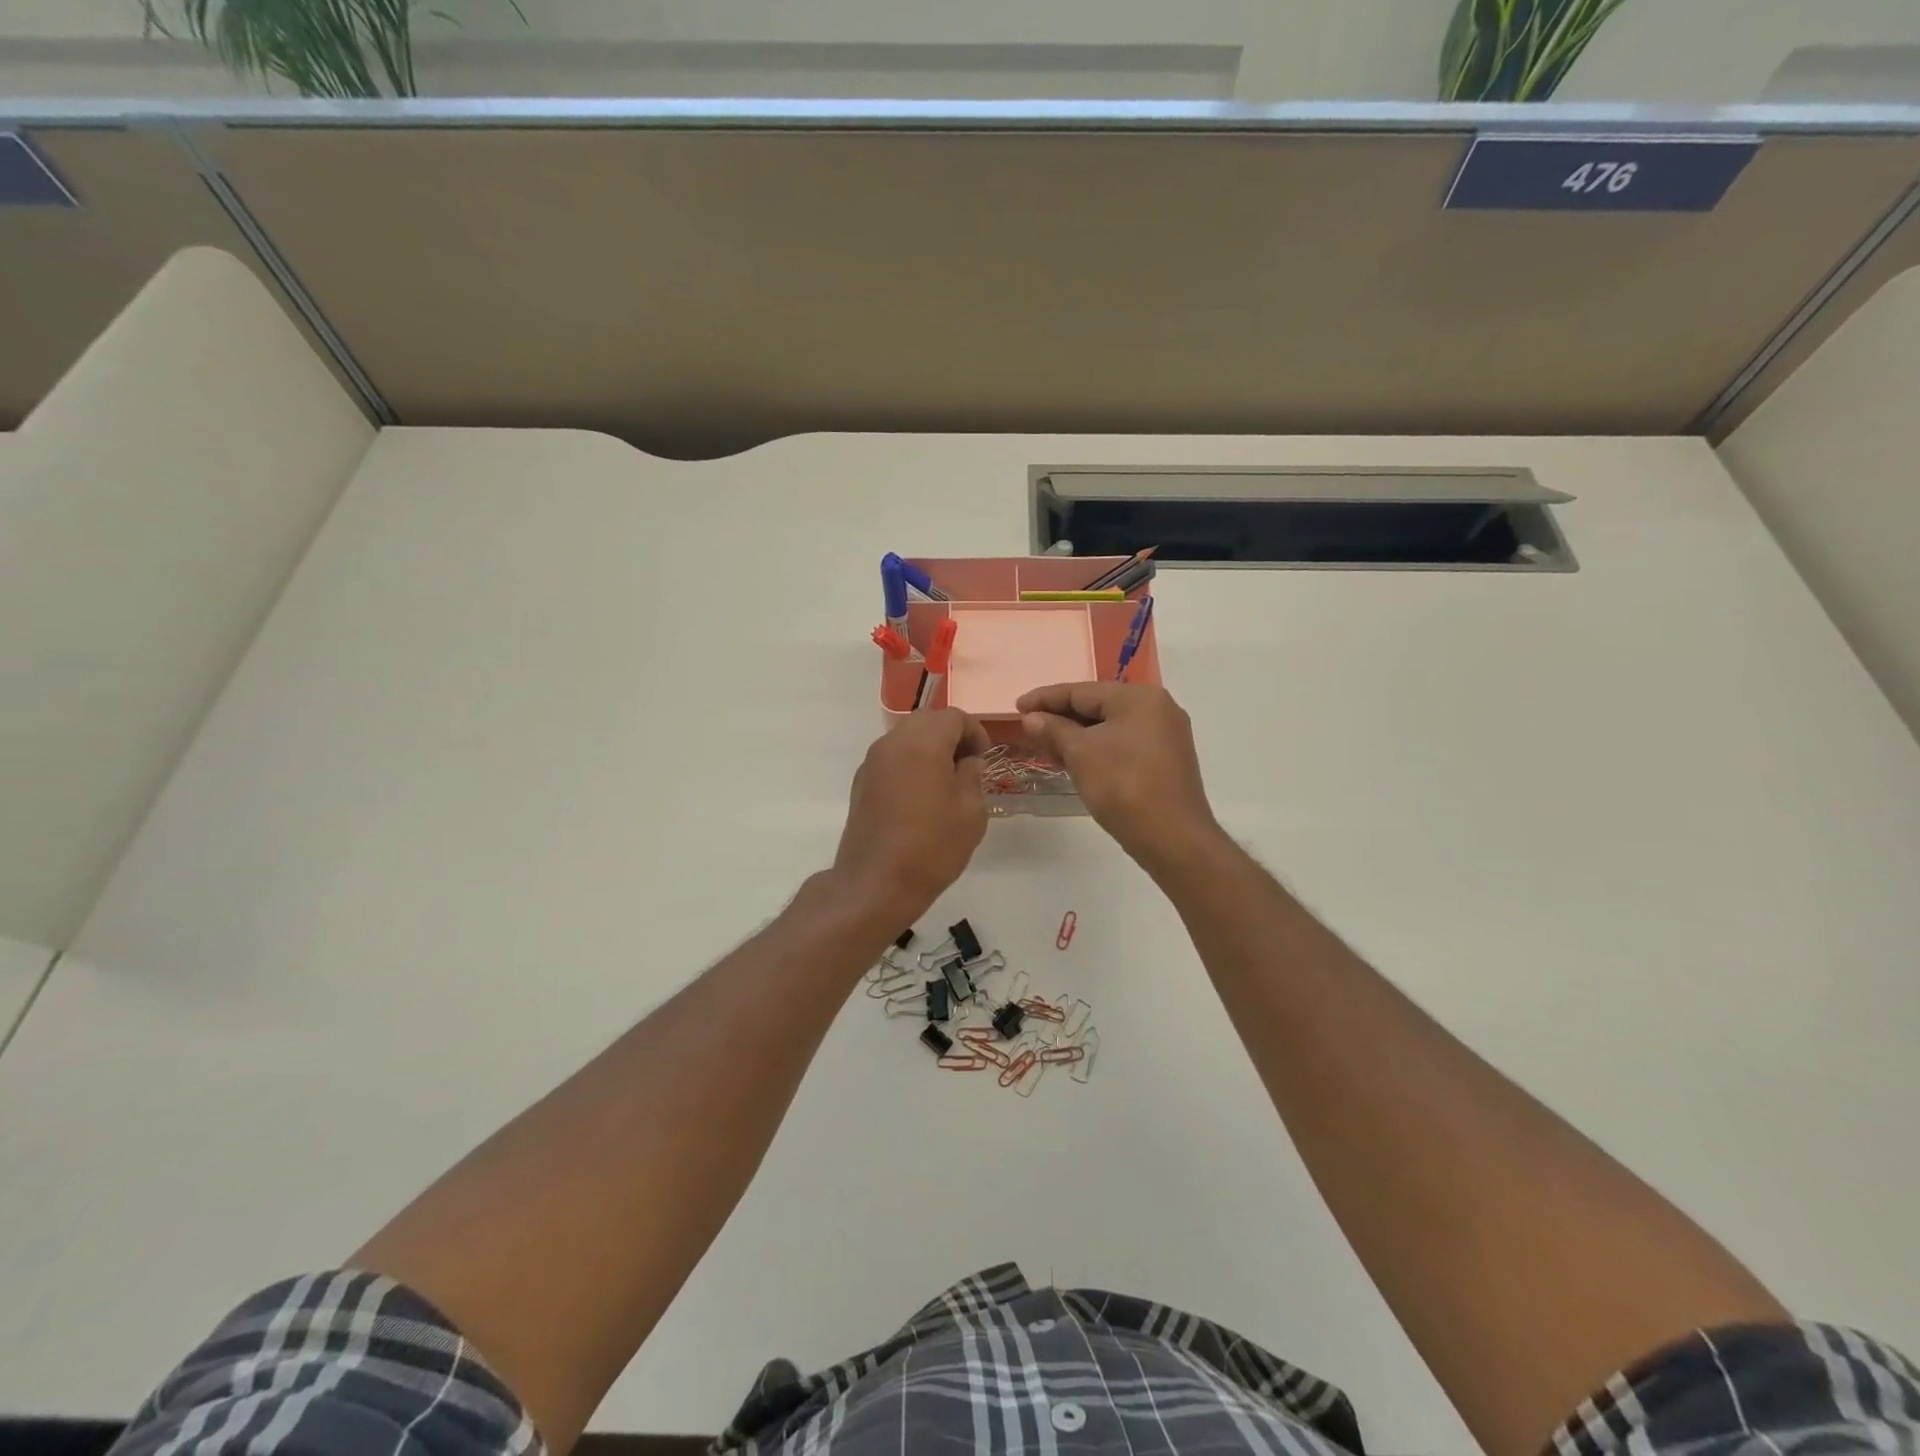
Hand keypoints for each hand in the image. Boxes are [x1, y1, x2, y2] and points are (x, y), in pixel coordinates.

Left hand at [832, 708, 990, 925]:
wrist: (876, 884)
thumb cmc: (932, 847)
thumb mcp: (970, 812)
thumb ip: (972, 775)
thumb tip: (966, 761)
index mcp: (922, 743)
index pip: (954, 717)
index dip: (975, 732)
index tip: (984, 758)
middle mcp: (892, 743)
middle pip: (927, 721)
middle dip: (951, 736)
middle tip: (967, 766)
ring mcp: (872, 762)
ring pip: (906, 738)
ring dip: (929, 749)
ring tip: (945, 782)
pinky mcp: (861, 782)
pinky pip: (891, 758)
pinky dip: (910, 764)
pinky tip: (920, 797)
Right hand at [1018, 682, 1218, 872]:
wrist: (1172, 838)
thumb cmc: (1123, 786)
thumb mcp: (1080, 754)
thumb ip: (1054, 730)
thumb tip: (1032, 718)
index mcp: (1139, 697)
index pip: (1081, 690)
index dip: (1045, 698)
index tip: (1017, 706)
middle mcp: (1157, 708)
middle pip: (1097, 706)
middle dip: (1060, 719)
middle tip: (1028, 729)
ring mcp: (1164, 735)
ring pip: (1109, 727)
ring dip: (1076, 736)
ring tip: (1045, 747)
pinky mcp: (1165, 760)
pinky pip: (1122, 744)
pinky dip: (1096, 749)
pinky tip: (1073, 761)